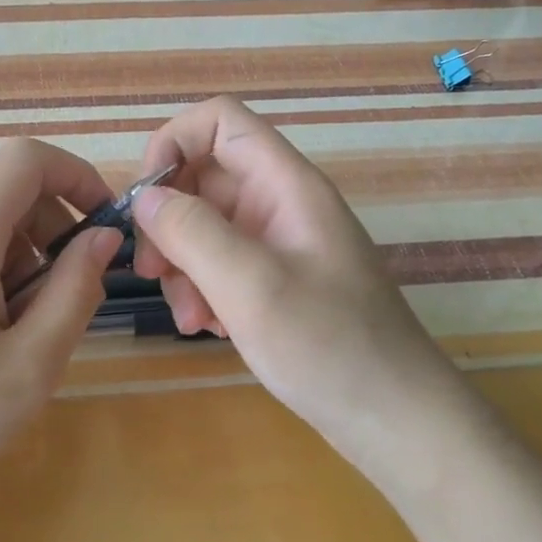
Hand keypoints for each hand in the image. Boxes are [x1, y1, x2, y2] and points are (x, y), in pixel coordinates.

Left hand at [0, 138, 122, 535]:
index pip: (24, 159)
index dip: (76, 175)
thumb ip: (75, 291)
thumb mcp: (28, 368)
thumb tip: (103, 236)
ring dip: (22, 266)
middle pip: (6, 196)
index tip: (105, 225)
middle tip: (63, 308)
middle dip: (52, 236)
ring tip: (17, 341)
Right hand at [131, 97, 449, 431]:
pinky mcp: (274, 278)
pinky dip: (202, 288)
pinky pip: (220, 262)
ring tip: (190, 317)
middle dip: (169, 220)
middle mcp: (280, 202)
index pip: (220, 121)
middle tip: (153, 271)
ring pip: (204, 225)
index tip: (146, 197)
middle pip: (203, 177)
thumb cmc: (329, 346)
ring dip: (182, 264)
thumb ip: (192, 232)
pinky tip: (209, 328)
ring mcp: (277, 242)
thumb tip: (145, 197)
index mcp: (285, 184)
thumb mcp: (251, 286)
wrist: (396, 419)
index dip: (174, 141)